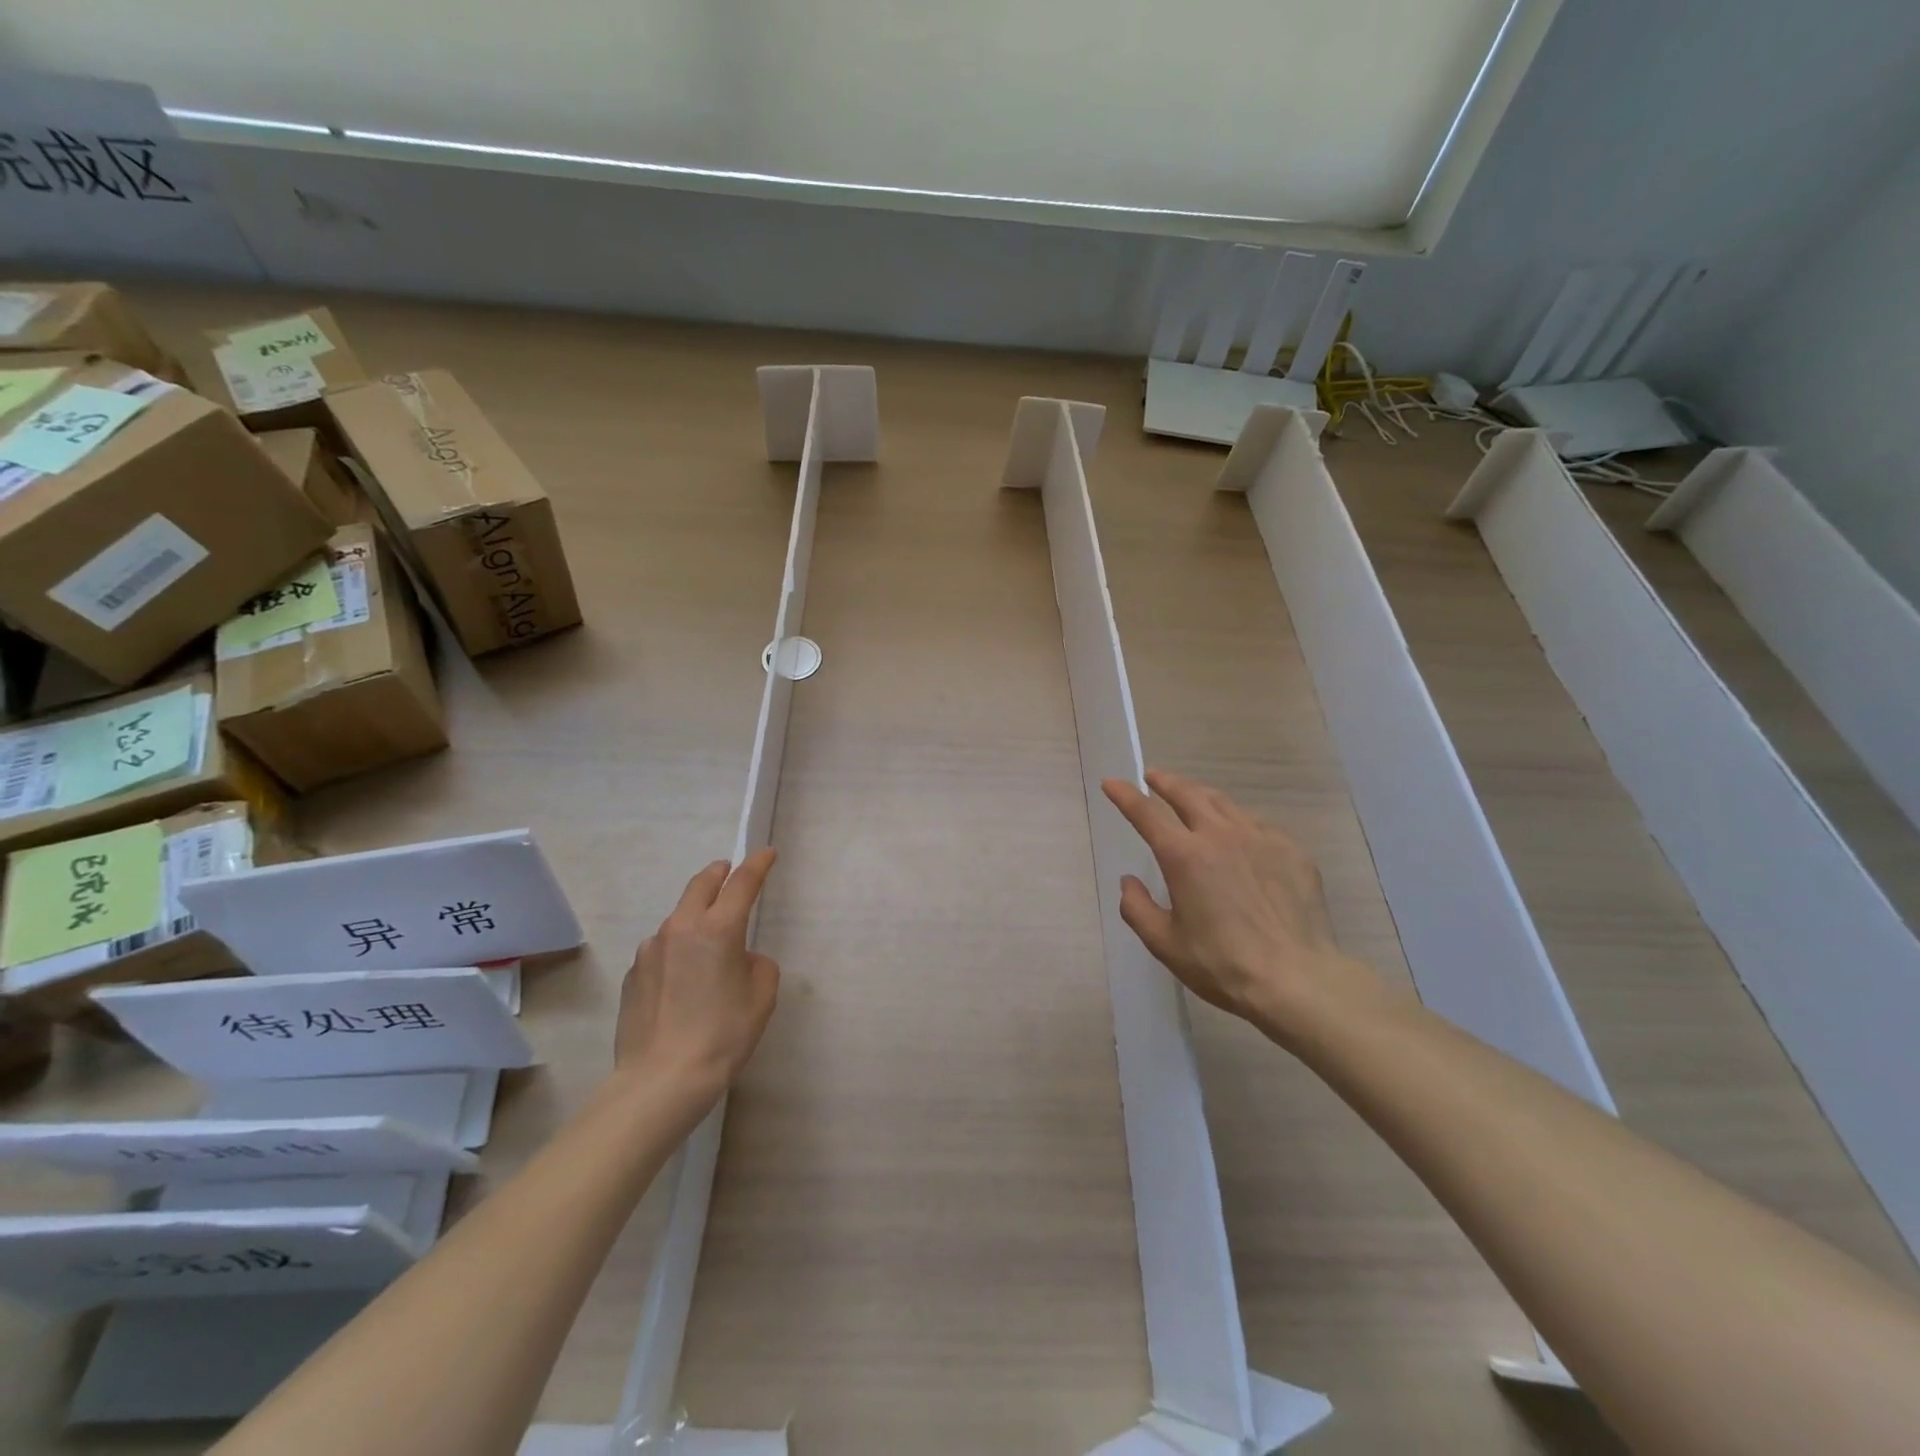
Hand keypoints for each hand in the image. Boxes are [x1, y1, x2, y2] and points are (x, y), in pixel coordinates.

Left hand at [615, 850, 780, 1097]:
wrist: (661, 1080)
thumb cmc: (723, 1035)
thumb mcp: (761, 997)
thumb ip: (757, 964)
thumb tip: (739, 959)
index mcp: (719, 928)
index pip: (742, 882)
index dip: (757, 864)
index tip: (767, 853)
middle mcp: (681, 927)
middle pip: (701, 884)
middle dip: (719, 873)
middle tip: (729, 873)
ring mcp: (651, 949)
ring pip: (678, 917)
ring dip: (696, 915)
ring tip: (707, 940)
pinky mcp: (633, 973)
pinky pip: (661, 948)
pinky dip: (677, 949)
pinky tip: (682, 979)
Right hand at [1102, 769, 1385, 1046]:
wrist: (1297, 978)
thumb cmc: (1222, 964)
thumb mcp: (1165, 944)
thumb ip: (1138, 909)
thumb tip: (1129, 882)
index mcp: (1184, 856)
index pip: (1146, 813)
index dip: (1125, 795)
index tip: (1113, 783)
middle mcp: (1219, 835)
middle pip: (1187, 794)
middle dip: (1166, 782)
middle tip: (1153, 776)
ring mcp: (1260, 838)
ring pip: (1224, 803)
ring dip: (1200, 795)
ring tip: (1192, 796)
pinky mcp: (1291, 850)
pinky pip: (1256, 823)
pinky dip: (1237, 820)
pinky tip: (1238, 832)